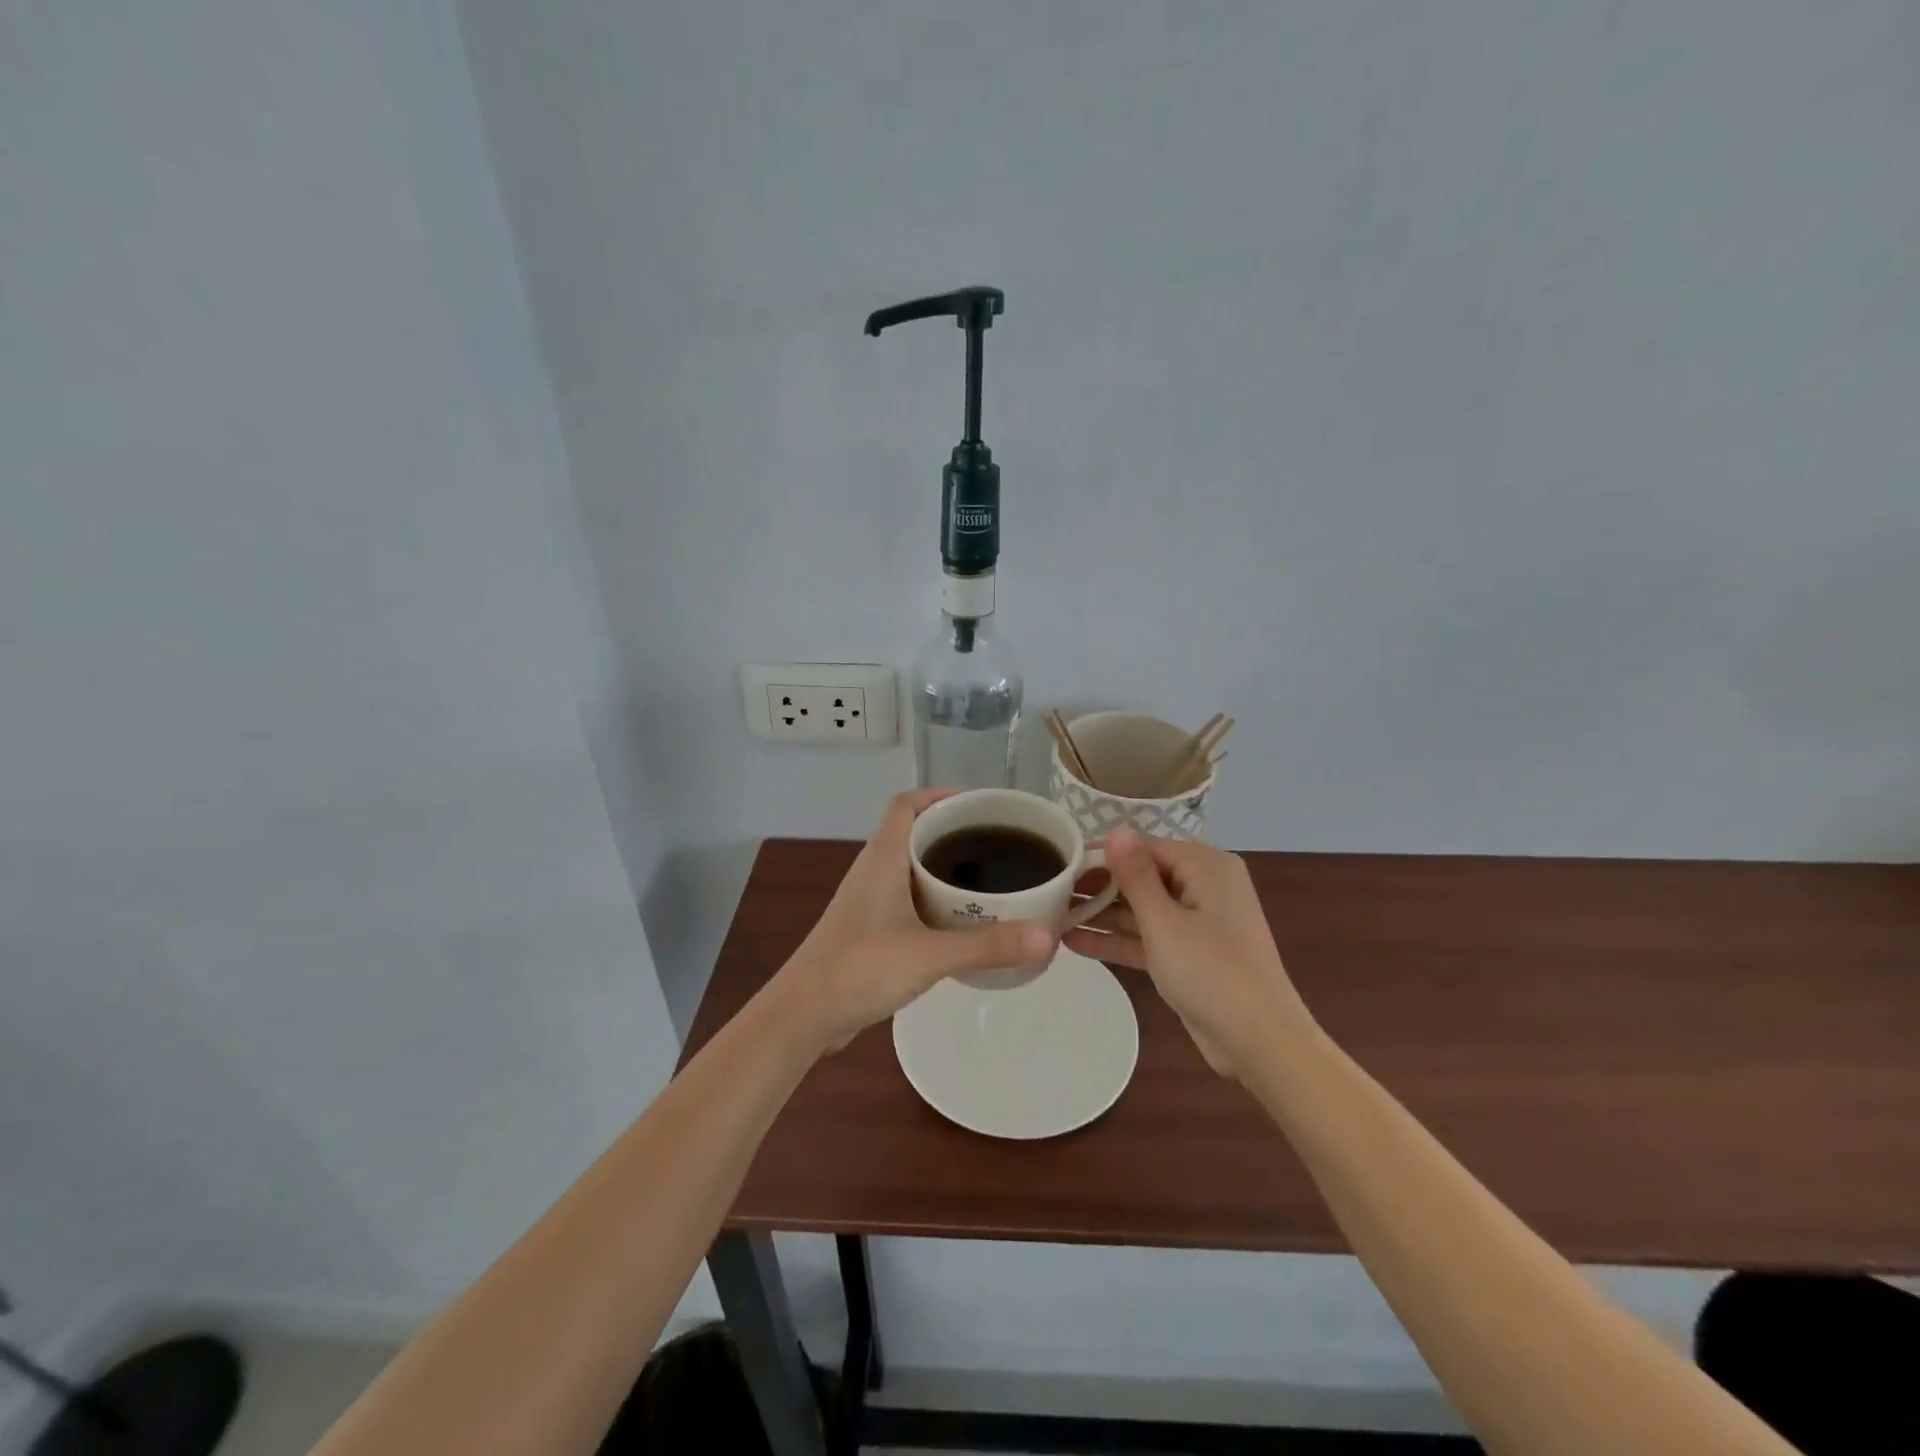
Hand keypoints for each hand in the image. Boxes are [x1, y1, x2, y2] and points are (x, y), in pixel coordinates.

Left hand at [776, 790, 1056, 1051]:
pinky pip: (908, 897)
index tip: (981, 805)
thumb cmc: (860, 969)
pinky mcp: (870, 928)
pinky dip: (935, 898)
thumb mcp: (929, 955)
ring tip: (989, 878)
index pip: (907, 804)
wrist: (804, 1015)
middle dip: (953, 832)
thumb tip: (1048, 937)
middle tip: (998, 843)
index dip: (940, 795)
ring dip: (945, 867)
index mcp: (882, 857)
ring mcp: (869, 900)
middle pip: (913, 832)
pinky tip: (962, 921)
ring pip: (911, 867)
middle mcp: (874, 870)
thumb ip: (987, 946)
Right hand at [1062, 826, 1307, 1076]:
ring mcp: (1195, 922)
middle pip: (1140, 876)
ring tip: (1050, 916)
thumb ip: (1135, 875)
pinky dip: (1117, 939)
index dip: (1101, 855)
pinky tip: (1073, 942)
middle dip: (1097, 887)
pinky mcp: (1187, 954)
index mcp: (1205, 866)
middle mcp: (1202, 886)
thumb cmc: (1212, 972)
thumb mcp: (1165, 921)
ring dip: (1101, 915)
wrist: (1260, 1043)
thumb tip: (1115, 829)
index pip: (1143, 847)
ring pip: (1140, 909)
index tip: (1058, 863)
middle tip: (1048, 893)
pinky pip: (1147, 936)